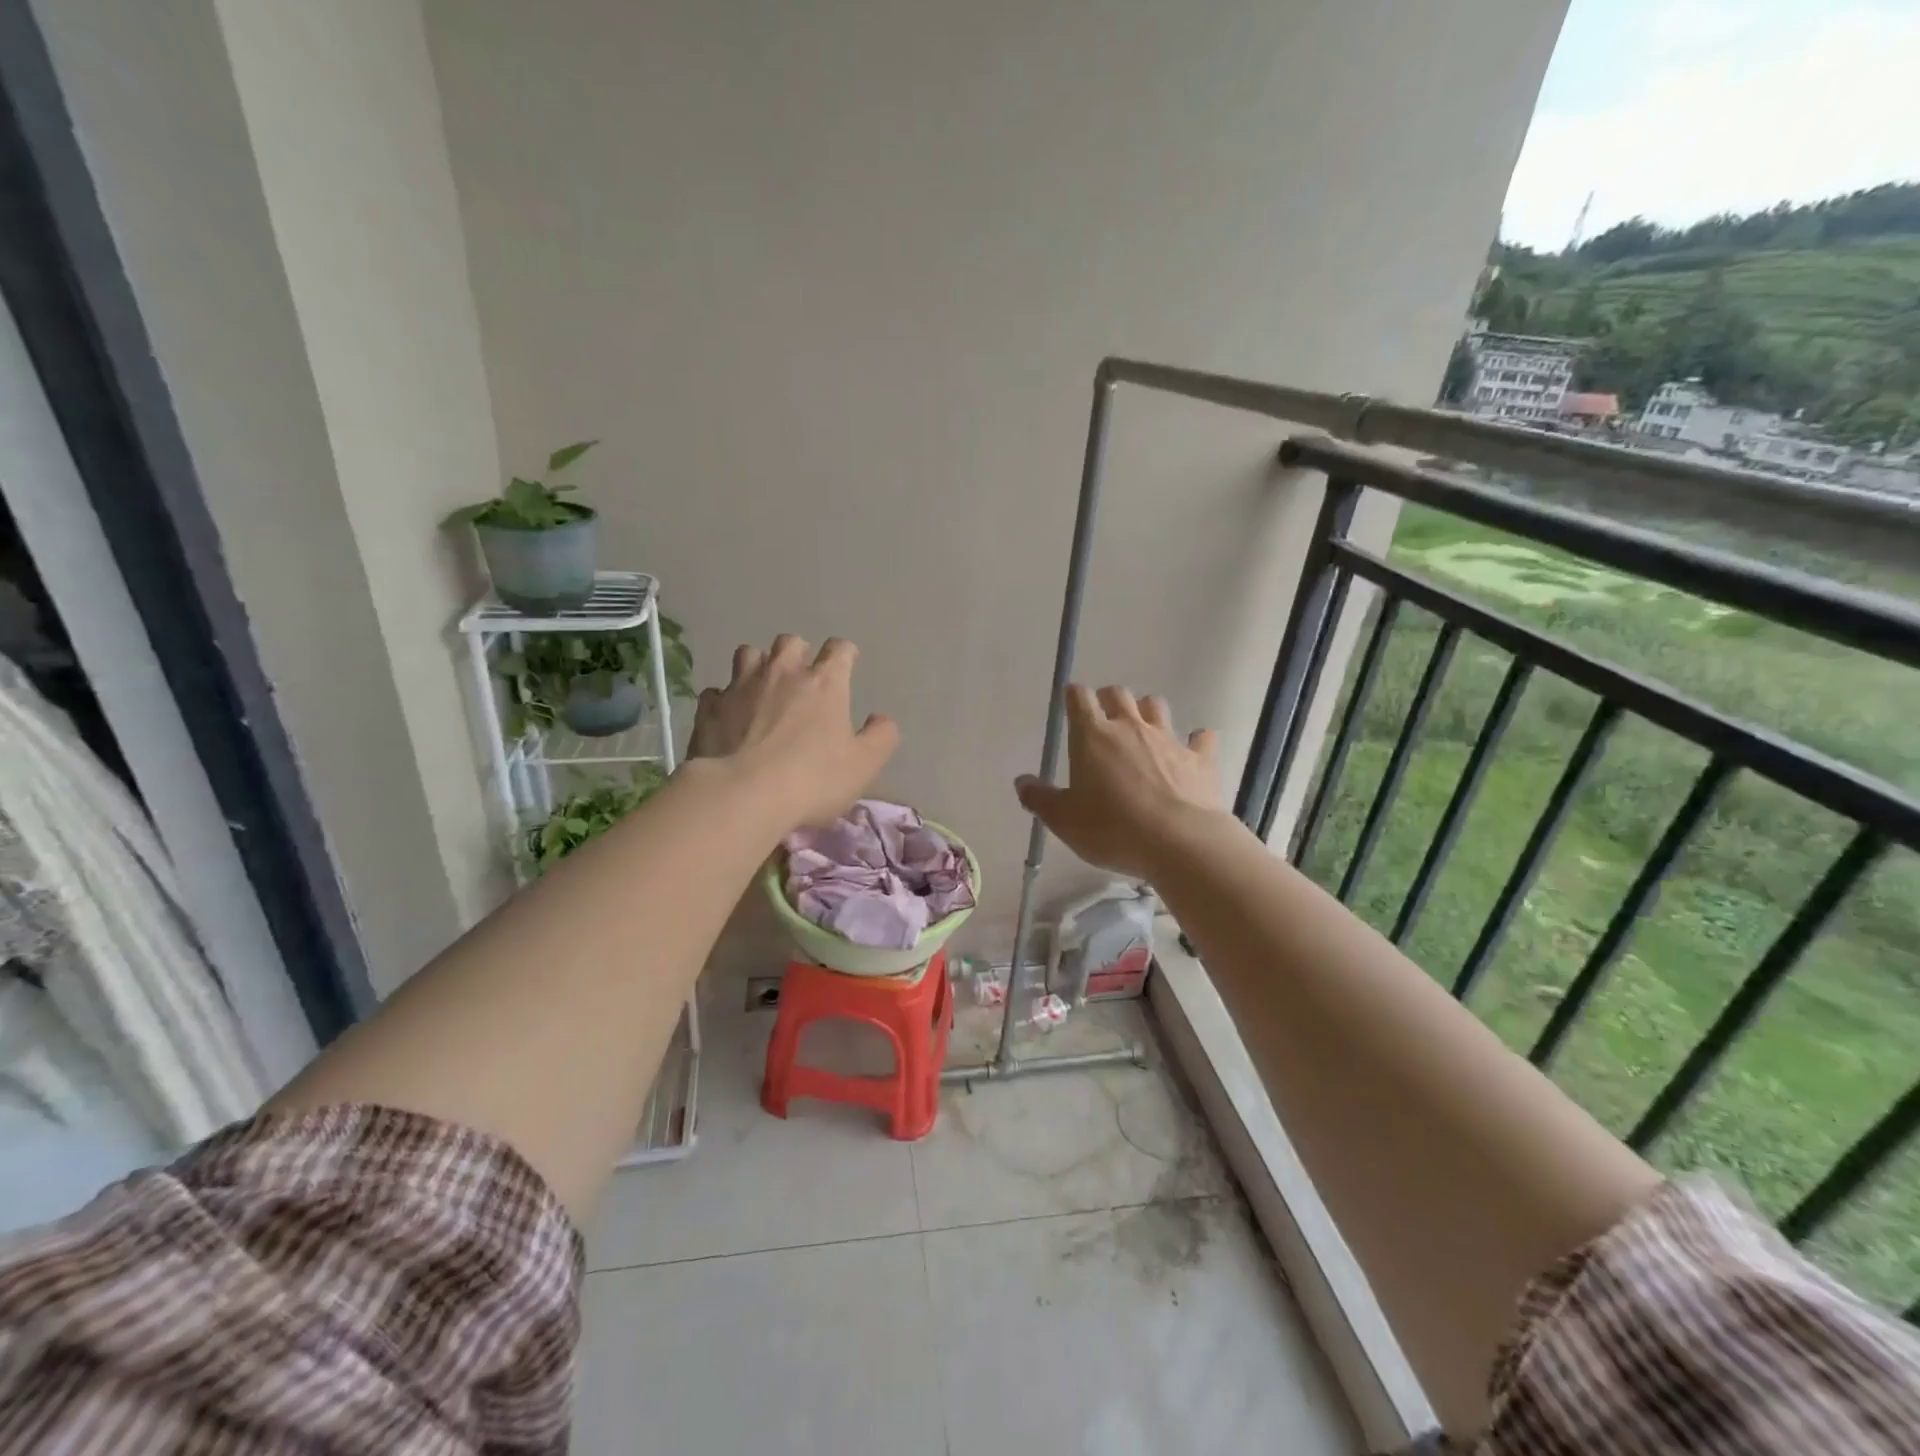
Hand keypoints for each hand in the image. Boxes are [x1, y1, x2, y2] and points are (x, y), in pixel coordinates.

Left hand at [690, 634, 899, 830]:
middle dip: (798, 653)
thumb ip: (881, 737)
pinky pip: (717, 691)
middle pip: (790, 642)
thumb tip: (880, 719)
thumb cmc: (813, 779)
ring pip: (749, 654)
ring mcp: (741, 686)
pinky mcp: (710, 708)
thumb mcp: (864, 764)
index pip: (839, 649)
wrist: (742, 794)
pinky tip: (729, 717)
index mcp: (825, 682)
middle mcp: (783, 672)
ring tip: (762, 688)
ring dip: (759, 665)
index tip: (847, 664)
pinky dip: (725, 699)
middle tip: (801, 676)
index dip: (845, 654)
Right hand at [1015, 684, 1224, 878]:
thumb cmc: (1113, 829)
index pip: (1079, 699)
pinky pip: (1202, 738)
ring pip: (1157, 706)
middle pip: (1119, 694)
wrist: (1180, 842)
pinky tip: (1194, 747)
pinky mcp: (1200, 758)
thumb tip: (1022, 781)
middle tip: (1104, 715)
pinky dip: (1196, 740)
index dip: (1074, 696)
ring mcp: (1169, 739)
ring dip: (1147, 711)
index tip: (1071, 701)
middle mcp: (1130, 728)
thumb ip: (1040, 798)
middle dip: (1109, 698)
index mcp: (1093, 737)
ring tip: (1143, 727)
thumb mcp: (1064, 821)